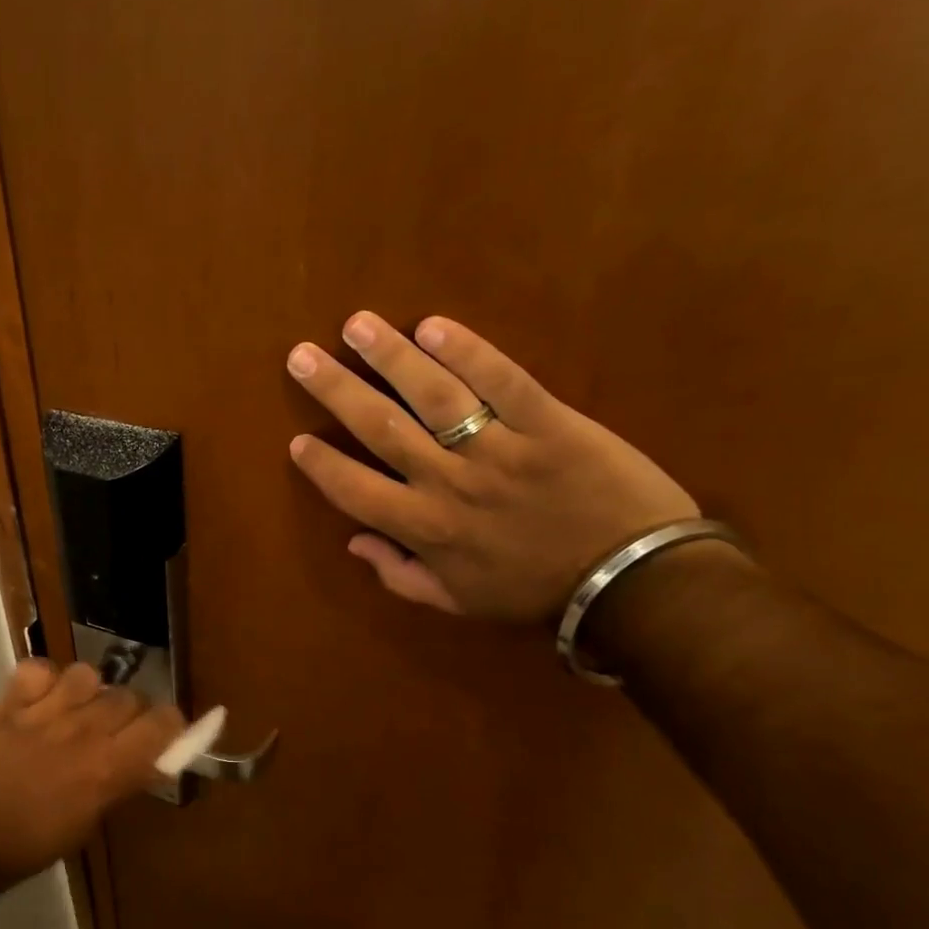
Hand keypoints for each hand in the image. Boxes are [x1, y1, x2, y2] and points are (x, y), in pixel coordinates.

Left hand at [0, 659, 183, 883]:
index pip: (164, 721)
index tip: (160, 735)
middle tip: (113, 731)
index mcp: (109, 768)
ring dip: (88, 691)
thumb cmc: (32, 844)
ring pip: (88, 674)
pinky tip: (38, 698)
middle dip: (129, 711)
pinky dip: (42, 678)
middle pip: (130, 695)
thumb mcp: (90, 823)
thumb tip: (152, 760)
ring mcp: (45, 712)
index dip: (169, 725)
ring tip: (74, 709)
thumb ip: (123, 783)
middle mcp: (84, 732)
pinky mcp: (10, 702)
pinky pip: (39, 668)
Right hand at [286, 311, 697, 623]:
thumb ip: (401, 576)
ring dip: (391, 357)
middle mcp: (449, 483)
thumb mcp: (459, 603)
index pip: (355, 490)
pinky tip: (433, 326)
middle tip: (302, 356)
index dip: (321, 465)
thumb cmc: (536, 592)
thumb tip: (354, 542)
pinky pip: (503, 381)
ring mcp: (499, 450)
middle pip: (381, 428)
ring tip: (357, 325)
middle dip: (336, 390)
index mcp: (425, 530)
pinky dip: (469, 351)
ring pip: (434, 396)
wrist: (631, 583)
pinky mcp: (549, 423)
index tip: (297, 439)